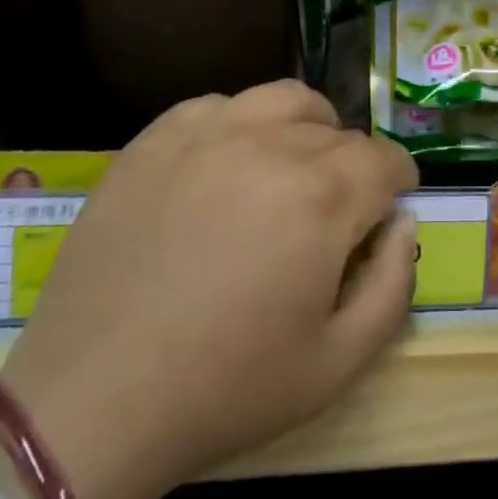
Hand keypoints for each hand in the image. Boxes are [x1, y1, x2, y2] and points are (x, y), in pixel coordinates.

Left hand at [0, 80, 418, 498]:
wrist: (95, 398)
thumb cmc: (228, 388)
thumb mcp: (340, 361)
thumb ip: (393, 282)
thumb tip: (402, 221)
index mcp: (322, 196)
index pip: (385, 158)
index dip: (397, 183)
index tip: (385, 212)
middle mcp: (269, 144)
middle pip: (338, 132)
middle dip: (352, 167)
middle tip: (332, 214)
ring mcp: (205, 133)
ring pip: (283, 100)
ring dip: (305, 127)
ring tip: (289, 170)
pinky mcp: (153, 140)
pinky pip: (217, 106)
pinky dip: (240, 125)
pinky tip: (225, 168)